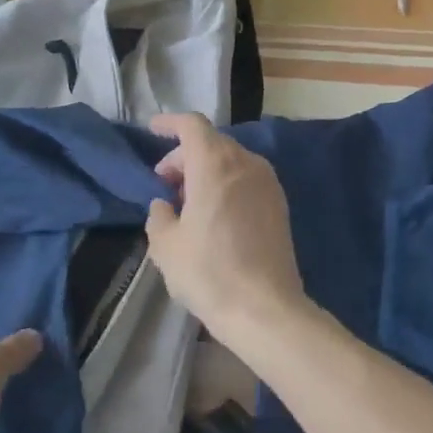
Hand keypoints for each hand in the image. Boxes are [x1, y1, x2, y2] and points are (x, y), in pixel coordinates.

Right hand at [145, 113, 308, 353]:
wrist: (265, 309)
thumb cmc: (209, 272)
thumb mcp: (166, 246)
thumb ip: (159, 215)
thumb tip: (164, 206)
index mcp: (215, 163)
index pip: (192, 125)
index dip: (169, 123)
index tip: (152, 129)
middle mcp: (245, 163)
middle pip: (211, 142)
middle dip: (184, 154)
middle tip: (165, 183)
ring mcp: (267, 183)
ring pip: (231, 160)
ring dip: (206, 170)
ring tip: (187, 202)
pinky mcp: (279, 204)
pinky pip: (246, 179)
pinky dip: (226, 183)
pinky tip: (214, 214)